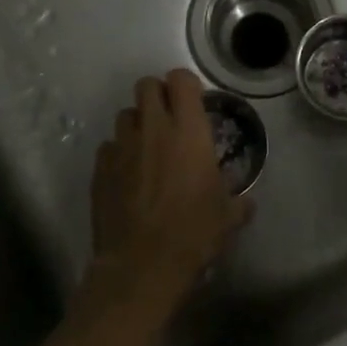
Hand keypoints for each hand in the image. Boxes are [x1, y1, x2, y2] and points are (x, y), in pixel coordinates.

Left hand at [89, 69, 252, 326]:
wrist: (142, 266)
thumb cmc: (193, 234)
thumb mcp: (227, 217)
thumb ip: (238, 202)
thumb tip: (246, 202)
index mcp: (188, 131)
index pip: (180, 79)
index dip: (186, 85)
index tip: (194, 103)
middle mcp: (153, 128)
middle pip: (146, 85)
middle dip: (157, 95)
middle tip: (169, 119)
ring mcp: (122, 147)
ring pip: (125, 114)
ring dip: (137, 124)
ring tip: (146, 148)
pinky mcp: (100, 168)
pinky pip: (109, 147)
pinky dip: (118, 154)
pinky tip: (127, 175)